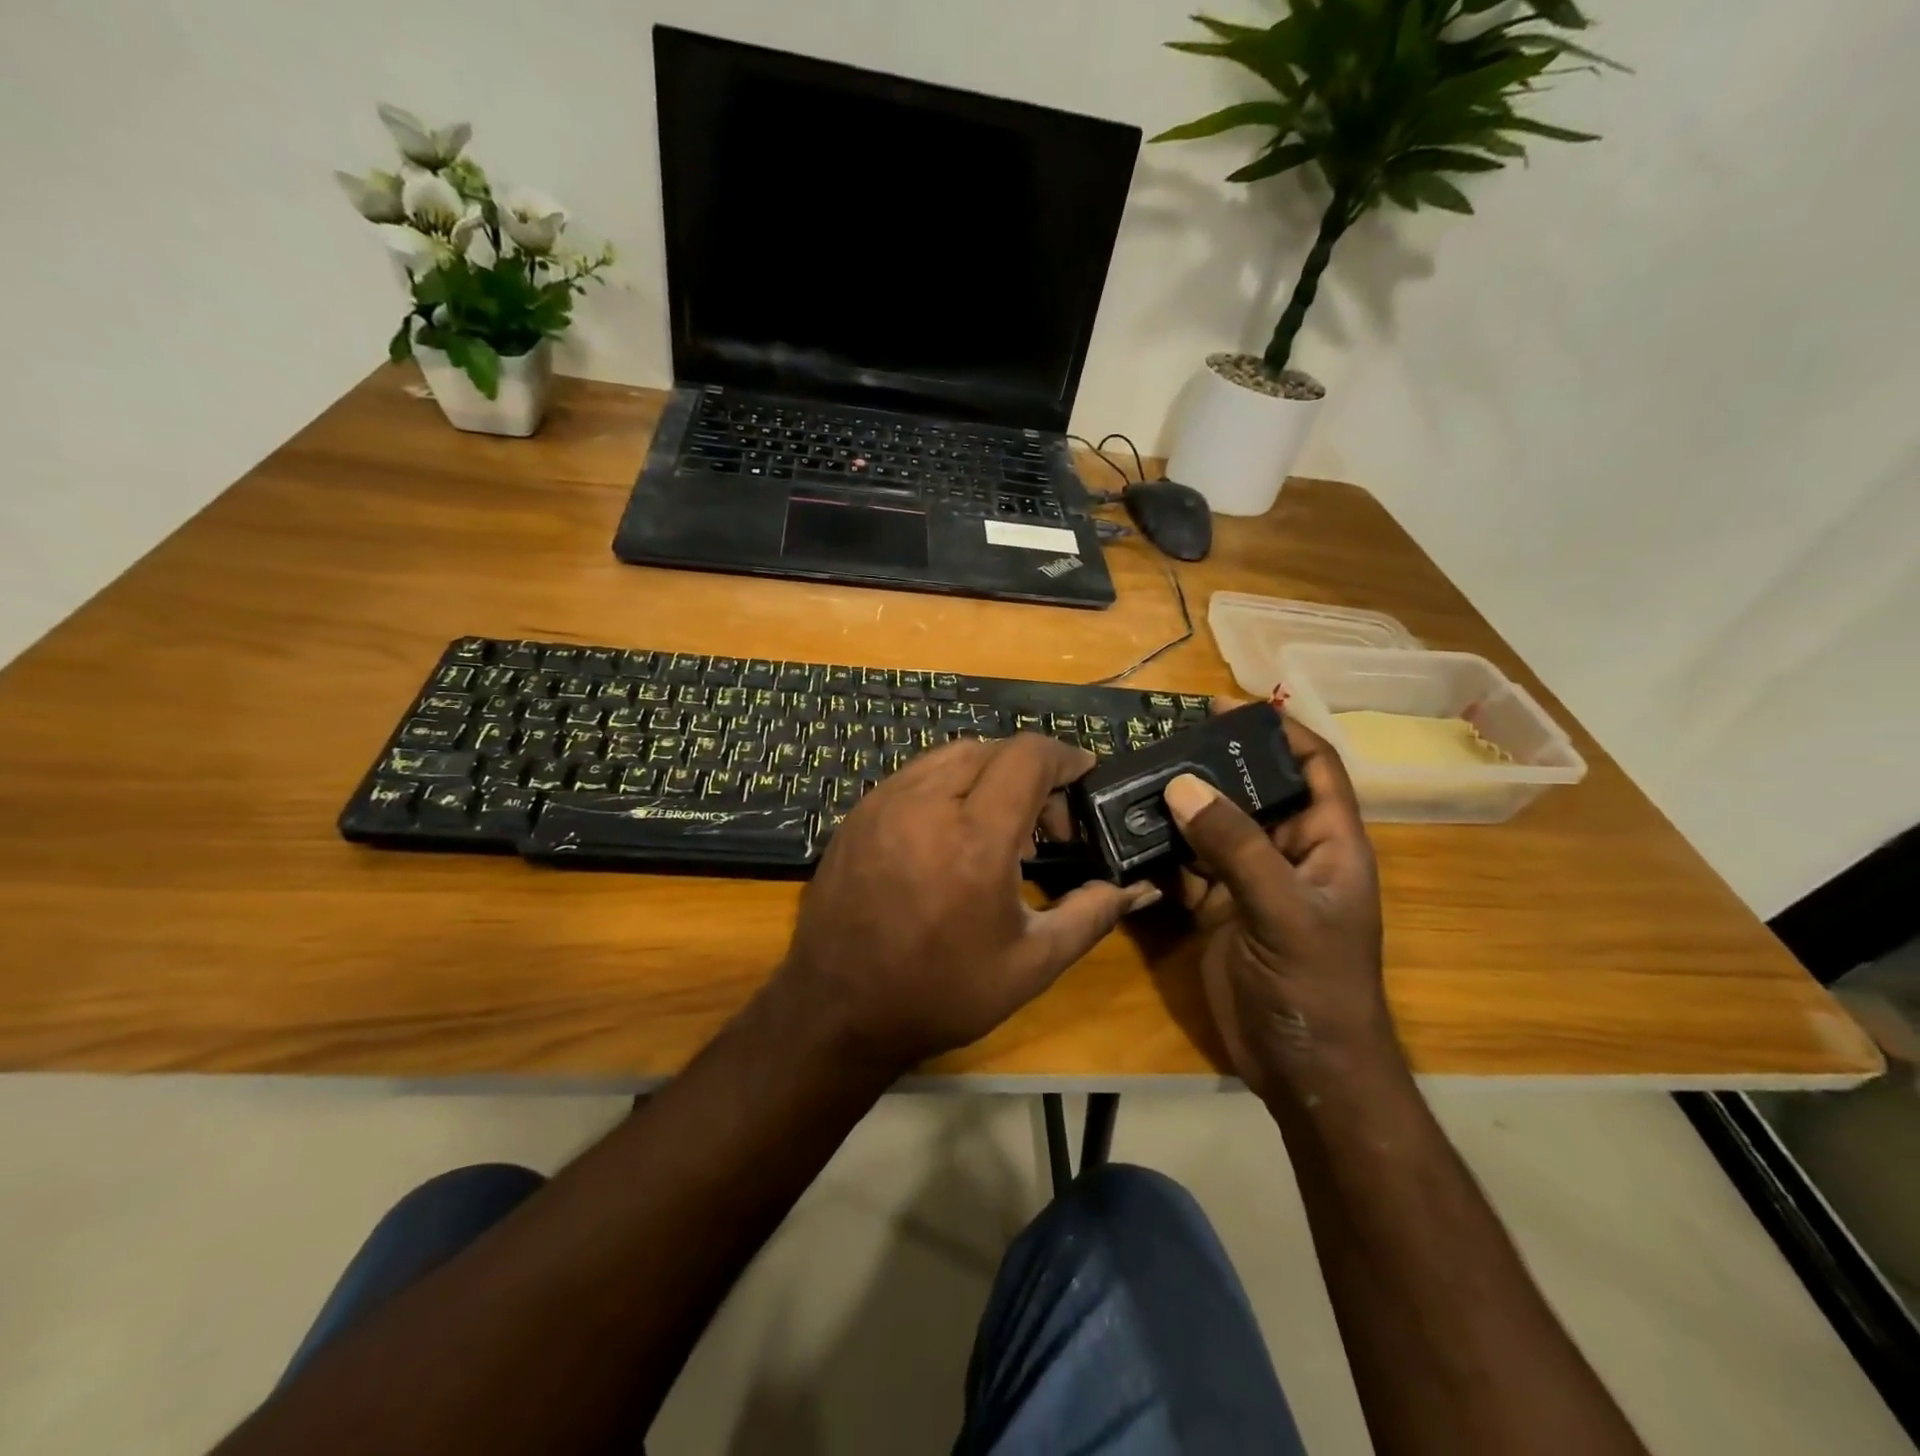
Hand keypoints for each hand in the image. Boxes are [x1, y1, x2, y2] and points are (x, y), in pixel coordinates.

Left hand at [775, 734, 1157, 1071]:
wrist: (837, 1009)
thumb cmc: (941, 991)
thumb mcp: (1031, 963)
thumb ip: (1091, 915)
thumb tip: (1138, 888)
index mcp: (976, 839)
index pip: (1027, 756)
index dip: (1065, 756)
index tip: (1084, 773)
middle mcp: (926, 803)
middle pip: (991, 749)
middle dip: (1029, 771)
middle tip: (1045, 823)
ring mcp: (884, 803)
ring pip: (950, 755)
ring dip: (987, 773)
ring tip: (998, 826)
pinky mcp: (858, 813)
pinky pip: (915, 775)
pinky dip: (948, 785)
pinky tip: (951, 831)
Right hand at [1163, 706, 1394, 1100]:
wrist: (1304, 1071)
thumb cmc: (1316, 987)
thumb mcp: (1283, 911)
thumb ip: (1236, 847)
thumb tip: (1183, 784)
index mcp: (1328, 843)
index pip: (1314, 768)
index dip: (1281, 732)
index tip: (1230, 706)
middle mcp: (1289, 854)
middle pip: (1254, 792)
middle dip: (1216, 765)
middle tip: (1164, 740)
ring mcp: (1251, 882)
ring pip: (1214, 828)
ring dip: (1181, 805)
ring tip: (1137, 775)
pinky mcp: (1218, 909)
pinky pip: (1188, 866)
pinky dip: (1162, 849)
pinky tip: (1130, 832)